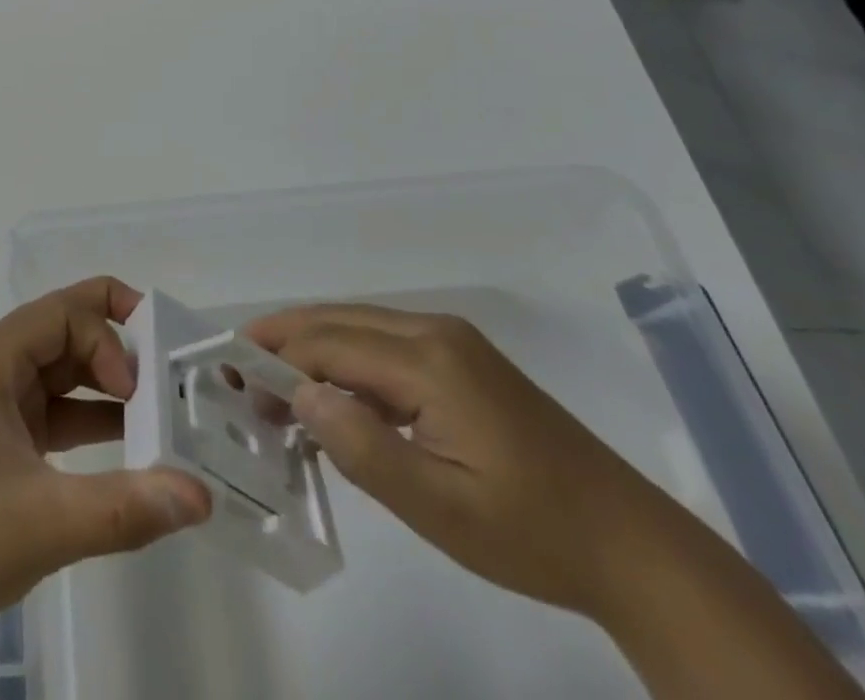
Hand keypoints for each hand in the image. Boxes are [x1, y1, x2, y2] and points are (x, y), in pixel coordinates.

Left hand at [0, 277, 211, 644]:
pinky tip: (126, 442)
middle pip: (61, 330)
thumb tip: (199, 494)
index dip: (106, 337)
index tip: (136, 390)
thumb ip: (126, 506)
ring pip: (59, 369)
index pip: (61, 312)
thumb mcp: (46, 522)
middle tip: (160, 384)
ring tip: (154, 411)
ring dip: (104, 385)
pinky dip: (88, 416)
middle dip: (112, 349)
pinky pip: (52, 407)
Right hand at [243, 303, 681, 620]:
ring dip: (312, 348)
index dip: (276, 358)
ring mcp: (451, 340)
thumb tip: (297, 394)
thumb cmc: (532, 532)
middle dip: (284, 340)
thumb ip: (362, 448)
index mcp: (429, 359)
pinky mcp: (462, 358)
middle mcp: (434, 331)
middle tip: (238, 372)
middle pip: (338, 320)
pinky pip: (384, 343)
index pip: (329, 343)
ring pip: (359, 325)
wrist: (631, 545)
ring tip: (271, 382)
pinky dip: (345, 359)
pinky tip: (331, 393)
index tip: (234, 383)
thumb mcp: (439, 508)